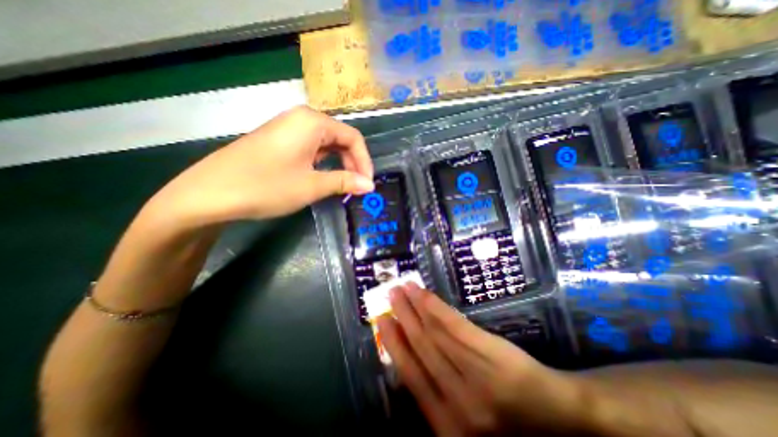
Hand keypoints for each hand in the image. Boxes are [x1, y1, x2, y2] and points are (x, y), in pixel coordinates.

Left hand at [149, 105, 376, 226]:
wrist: (210, 193)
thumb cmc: (267, 186)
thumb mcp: (312, 185)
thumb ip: (345, 182)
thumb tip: (370, 185)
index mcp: (313, 122)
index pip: (353, 138)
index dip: (365, 161)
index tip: (368, 184)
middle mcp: (302, 119)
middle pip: (340, 139)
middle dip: (353, 163)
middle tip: (357, 187)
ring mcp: (288, 129)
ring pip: (326, 144)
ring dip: (339, 164)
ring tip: (343, 186)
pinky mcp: (279, 141)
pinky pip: (311, 148)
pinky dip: (323, 163)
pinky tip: (323, 178)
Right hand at [376, 285, 582, 435]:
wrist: (558, 416)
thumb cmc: (508, 423)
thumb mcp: (464, 420)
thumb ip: (435, 394)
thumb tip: (407, 358)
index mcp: (445, 423)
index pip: (410, 375)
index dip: (393, 343)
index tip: (381, 320)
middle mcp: (455, 399)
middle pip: (420, 347)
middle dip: (401, 317)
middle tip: (389, 295)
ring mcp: (473, 373)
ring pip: (434, 332)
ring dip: (414, 307)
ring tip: (402, 288)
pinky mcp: (488, 351)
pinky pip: (454, 325)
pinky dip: (434, 307)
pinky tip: (423, 293)